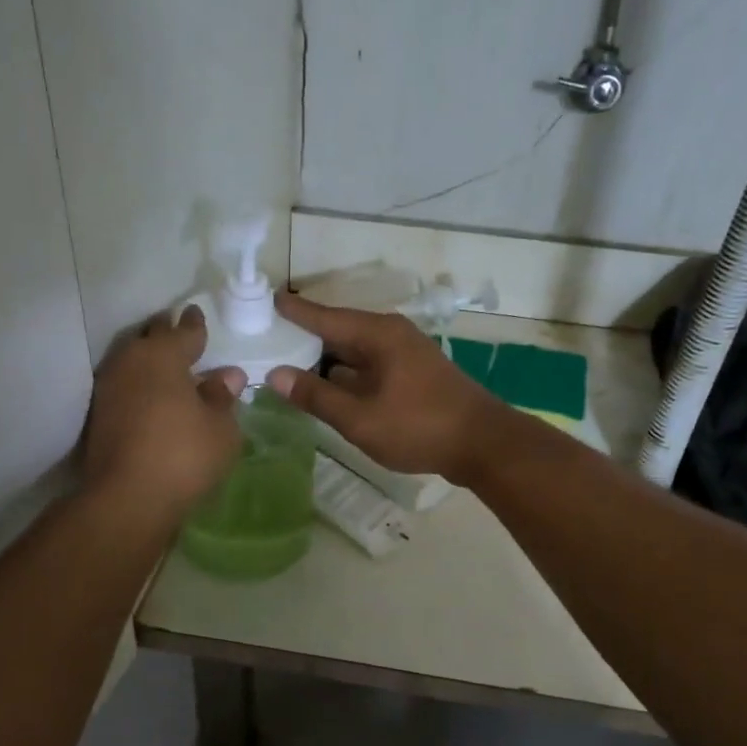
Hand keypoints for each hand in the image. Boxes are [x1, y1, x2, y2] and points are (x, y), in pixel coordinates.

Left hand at [84, 306, 245, 513]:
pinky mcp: (98, 416)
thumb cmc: (184, 454)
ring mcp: (108, 388)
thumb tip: (226, 376)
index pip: (183, 330)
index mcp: (162, 355)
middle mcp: (130, 362)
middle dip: (166, 333)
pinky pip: (125, 385)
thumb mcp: (220, 427)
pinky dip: (140, 384)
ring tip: (169, 367)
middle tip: (181, 334)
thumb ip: (222, 397)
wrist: (127, 498)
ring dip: (150, 360)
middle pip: (150, 338)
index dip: (194, 324)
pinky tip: (153, 397)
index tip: (196, 314)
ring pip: (132, 361)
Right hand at [267, 291, 505, 482]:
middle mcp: (391, 334)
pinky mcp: (413, 372)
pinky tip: (327, 386)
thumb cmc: (419, 427)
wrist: (483, 444)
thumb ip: (317, 396)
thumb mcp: (360, 418)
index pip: (325, 316)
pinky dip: (345, 371)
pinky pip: (369, 364)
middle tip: (265, 338)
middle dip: (304, 335)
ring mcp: (405, 353)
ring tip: (287, 362)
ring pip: (354, 349)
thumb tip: (276, 375)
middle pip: (338, 330)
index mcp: (378, 334)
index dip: (293, 311)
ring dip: (325, 357)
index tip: (264, 301)